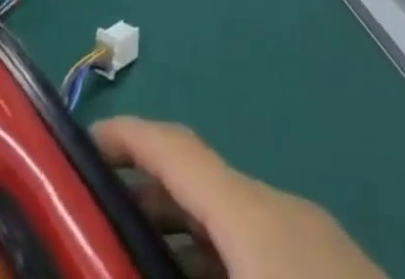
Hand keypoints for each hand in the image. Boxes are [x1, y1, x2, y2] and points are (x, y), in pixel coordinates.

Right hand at [94, 118, 384, 278]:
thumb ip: (177, 268)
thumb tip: (116, 266)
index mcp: (254, 217)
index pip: (176, 149)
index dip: (124, 138)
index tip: (73, 150)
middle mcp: (282, 212)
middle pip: (198, 181)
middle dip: (141, 196)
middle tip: (87, 230)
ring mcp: (313, 242)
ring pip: (228, 217)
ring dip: (178, 235)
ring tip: (131, 264)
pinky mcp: (331, 272)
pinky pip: (257, 247)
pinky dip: (216, 260)